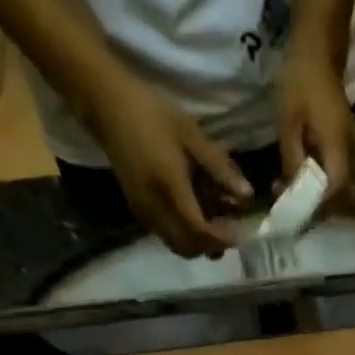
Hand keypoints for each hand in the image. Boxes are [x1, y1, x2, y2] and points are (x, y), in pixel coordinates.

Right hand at [92, 76, 251, 257]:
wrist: (107, 106)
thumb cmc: (152, 114)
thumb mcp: (192, 135)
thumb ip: (220, 168)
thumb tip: (247, 196)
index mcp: (170, 189)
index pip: (200, 232)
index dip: (222, 238)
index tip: (241, 232)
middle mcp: (155, 210)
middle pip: (188, 248)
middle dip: (211, 246)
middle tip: (229, 229)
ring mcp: (144, 213)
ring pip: (176, 245)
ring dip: (197, 242)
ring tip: (214, 220)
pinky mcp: (138, 211)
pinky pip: (166, 235)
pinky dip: (184, 233)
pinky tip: (194, 212)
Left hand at [276, 39, 354, 204]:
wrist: (318, 47)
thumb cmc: (301, 81)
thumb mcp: (288, 124)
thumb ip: (292, 161)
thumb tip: (292, 192)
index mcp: (339, 145)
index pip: (334, 188)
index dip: (315, 205)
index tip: (294, 210)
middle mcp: (351, 149)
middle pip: (338, 190)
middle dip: (313, 203)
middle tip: (287, 204)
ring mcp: (352, 145)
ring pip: (337, 182)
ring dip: (315, 192)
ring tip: (290, 191)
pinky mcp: (346, 142)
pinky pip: (335, 170)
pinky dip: (319, 179)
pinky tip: (300, 176)